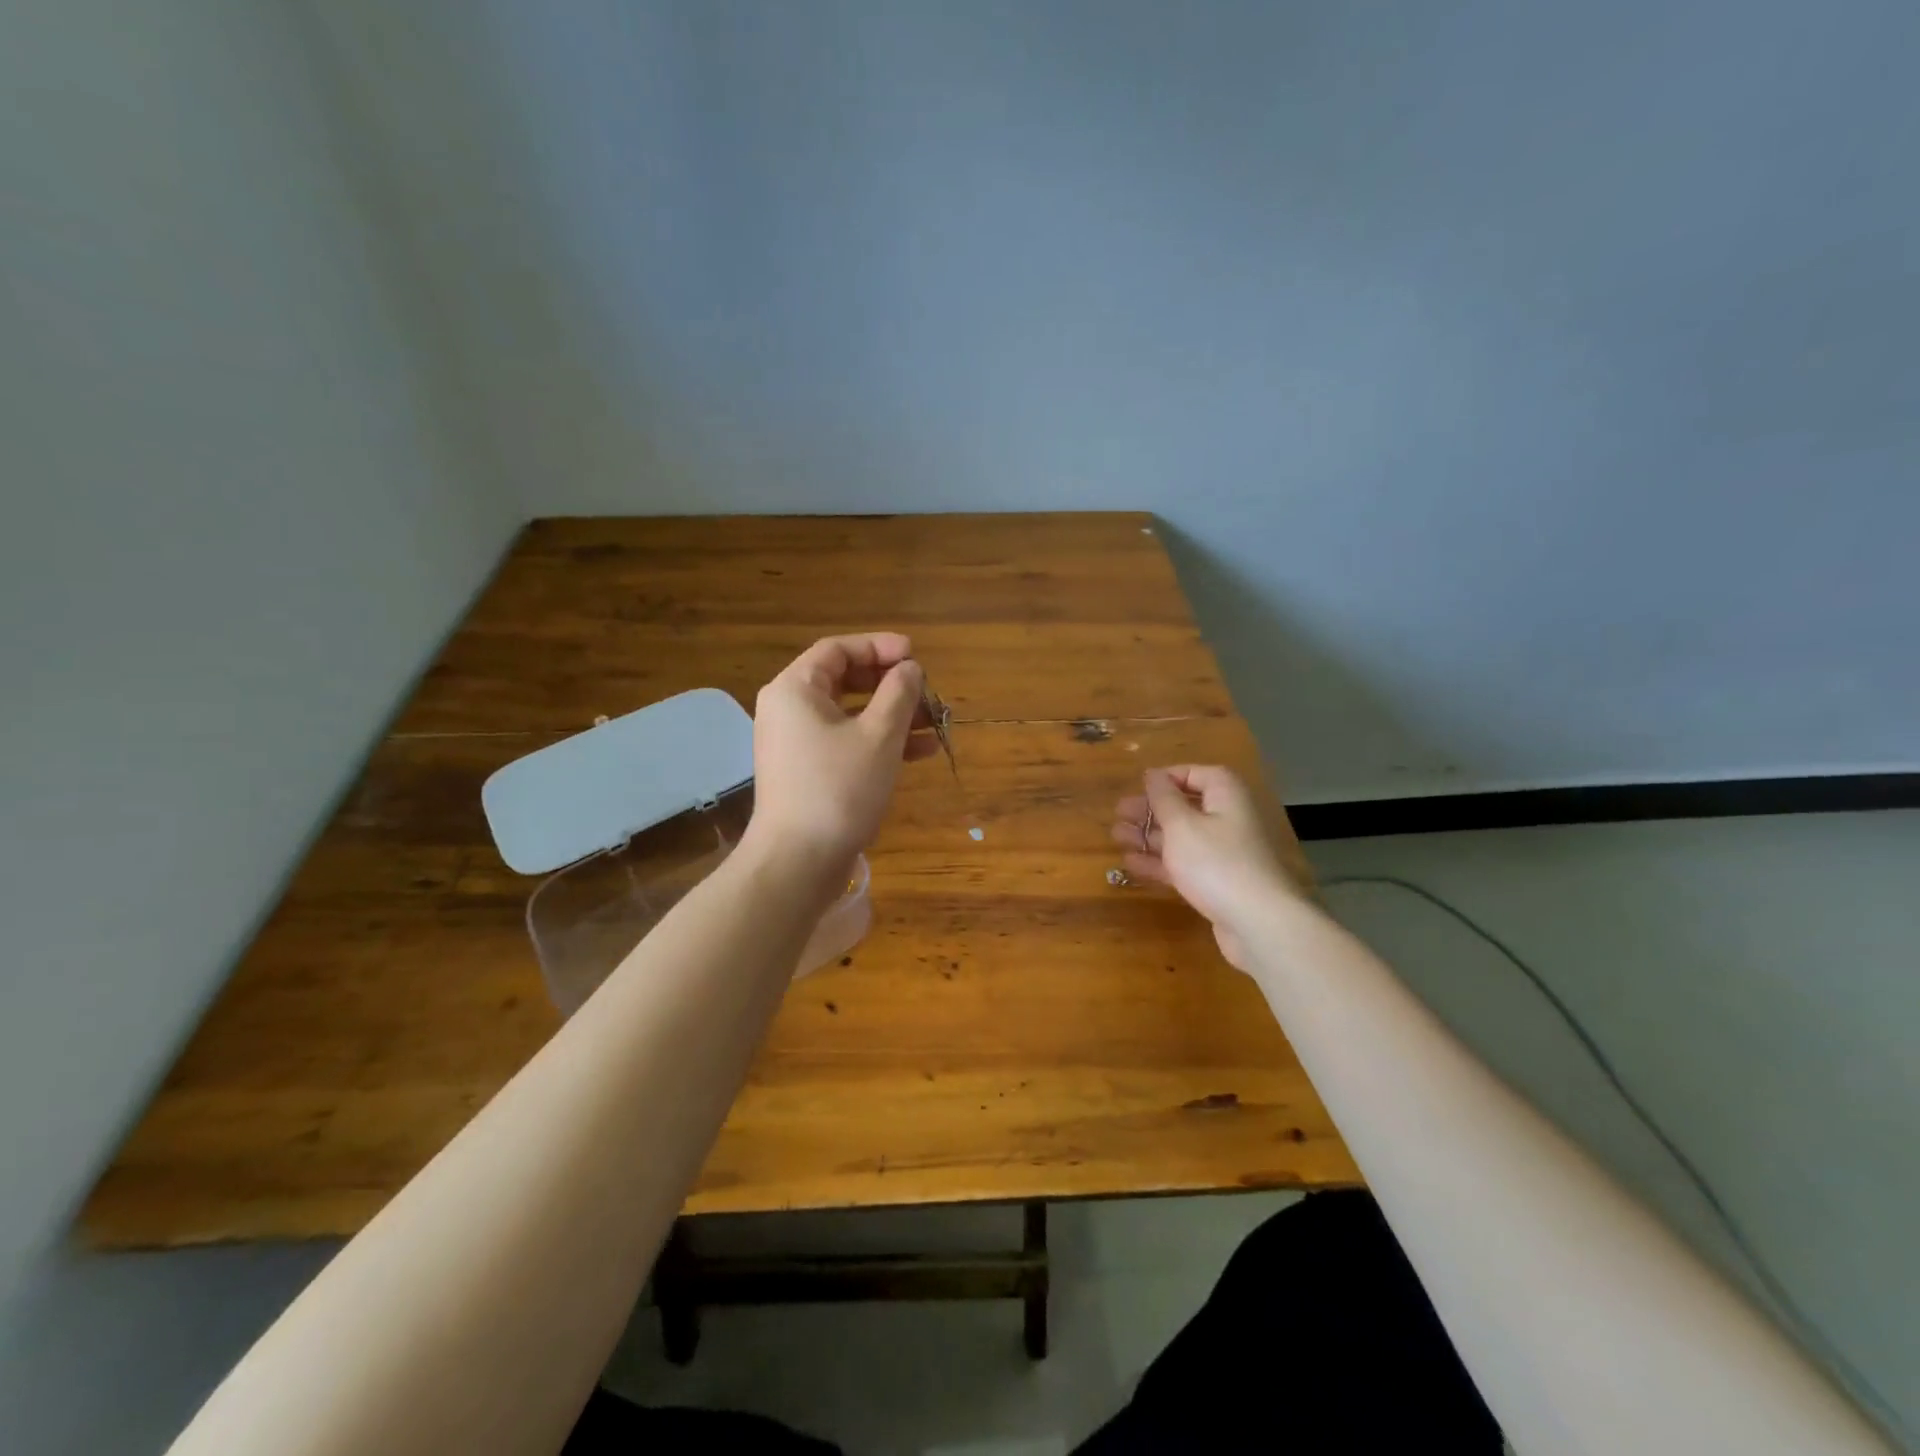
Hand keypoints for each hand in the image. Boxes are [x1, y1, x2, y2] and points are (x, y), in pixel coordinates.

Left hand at [741, 633, 937, 889]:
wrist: (798, 862)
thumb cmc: (839, 788)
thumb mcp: (878, 735)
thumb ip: (898, 694)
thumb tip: (909, 669)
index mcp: (796, 689)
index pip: (838, 650)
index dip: (880, 647)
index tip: (916, 656)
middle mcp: (789, 710)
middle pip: (845, 681)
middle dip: (891, 685)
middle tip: (926, 691)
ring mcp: (796, 744)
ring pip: (850, 715)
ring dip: (893, 716)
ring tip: (935, 724)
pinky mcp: (807, 772)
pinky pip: (845, 743)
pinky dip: (879, 743)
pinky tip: (920, 752)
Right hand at [1111, 765, 1305, 970]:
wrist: (1258, 923)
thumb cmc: (1216, 862)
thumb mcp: (1182, 824)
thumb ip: (1164, 798)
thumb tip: (1153, 774)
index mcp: (1225, 796)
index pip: (1195, 774)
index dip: (1166, 778)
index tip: (1138, 786)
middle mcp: (1227, 819)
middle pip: (1185, 807)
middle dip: (1150, 810)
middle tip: (1119, 813)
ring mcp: (1223, 853)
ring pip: (1181, 837)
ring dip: (1149, 836)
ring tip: (1117, 836)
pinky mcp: (1216, 882)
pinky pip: (1183, 864)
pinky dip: (1159, 862)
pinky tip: (1130, 863)